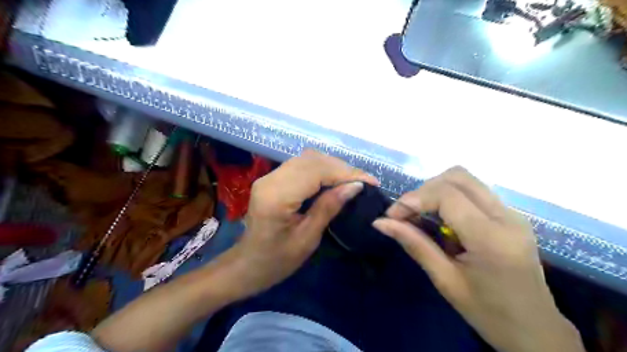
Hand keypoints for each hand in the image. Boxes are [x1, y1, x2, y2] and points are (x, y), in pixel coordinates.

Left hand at [227, 151, 379, 298]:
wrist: (247, 265)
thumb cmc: (277, 261)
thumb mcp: (308, 238)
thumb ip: (329, 207)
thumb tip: (355, 185)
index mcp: (277, 196)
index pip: (317, 171)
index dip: (346, 173)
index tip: (371, 182)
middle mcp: (271, 179)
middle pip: (312, 160)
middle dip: (342, 168)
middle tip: (364, 181)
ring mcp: (269, 176)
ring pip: (307, 158)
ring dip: (333, 166)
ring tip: (353, 180)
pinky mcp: (271, 178)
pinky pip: (301, 165)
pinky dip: (321, 169)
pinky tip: (334, 179)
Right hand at [371, 167, 582, 351]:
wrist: (536, 331)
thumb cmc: (488, 313)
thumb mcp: (445, 280)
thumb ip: (414, 244)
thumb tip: (380, 222)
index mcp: (491, 237)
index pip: (446, 195)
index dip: (413, 199)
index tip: (392, 216)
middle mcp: (506, 216)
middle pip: (457, 177)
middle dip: (424, 190)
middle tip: (407, 214)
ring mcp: (512, 213)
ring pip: (465, 180)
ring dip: (436, 191)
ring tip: (421, 216)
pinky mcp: (510, 216)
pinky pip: (473, 192)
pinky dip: (449, 198)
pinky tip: (441, 220)